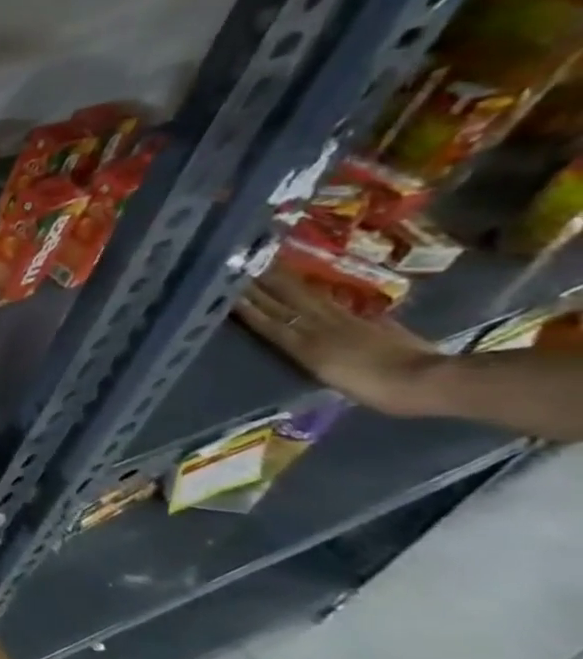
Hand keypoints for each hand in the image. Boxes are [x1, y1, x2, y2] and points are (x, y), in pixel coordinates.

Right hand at [234, 271, 443, 415]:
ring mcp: (345, 321)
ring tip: (266, 269)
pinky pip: (329, 302)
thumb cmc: (377, 390)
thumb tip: (291, 338)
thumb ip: (309, 354)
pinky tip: (306, 287)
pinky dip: (312, 293)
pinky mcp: (365, 320)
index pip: (270, 322)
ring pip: (305, 299)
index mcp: (308, 346)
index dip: (249, 307)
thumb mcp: (332, 378)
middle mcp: (321, 328)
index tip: (229, 289)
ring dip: (283, 284)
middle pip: (285, 304)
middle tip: (241, 268)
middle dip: (261, 287)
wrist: (428, 380)